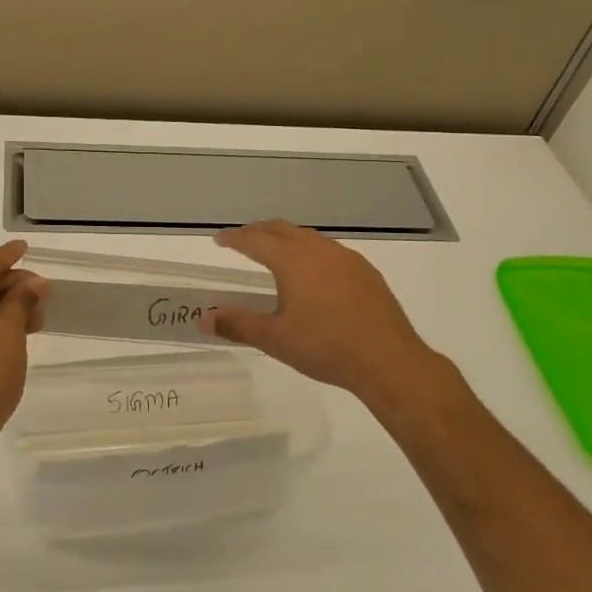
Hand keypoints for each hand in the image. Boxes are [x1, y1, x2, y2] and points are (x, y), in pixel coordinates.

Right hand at [200, 221, 450, 411]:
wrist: (389, 361)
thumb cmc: (326, 347)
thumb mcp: (274, 339)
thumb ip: (237, 325)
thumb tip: (203, 319)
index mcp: (293, 261)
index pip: (255, 240)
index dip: (234, 238)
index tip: (219, 240)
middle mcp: (319, 250)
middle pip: (282, 230)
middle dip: (259, 231)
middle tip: (242, 240)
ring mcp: (347, 259)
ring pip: (308, 238)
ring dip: (286, 239)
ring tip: (275, 253)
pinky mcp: (366, 272)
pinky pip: (329, 251)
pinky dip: (310, 251)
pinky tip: (313, 273)